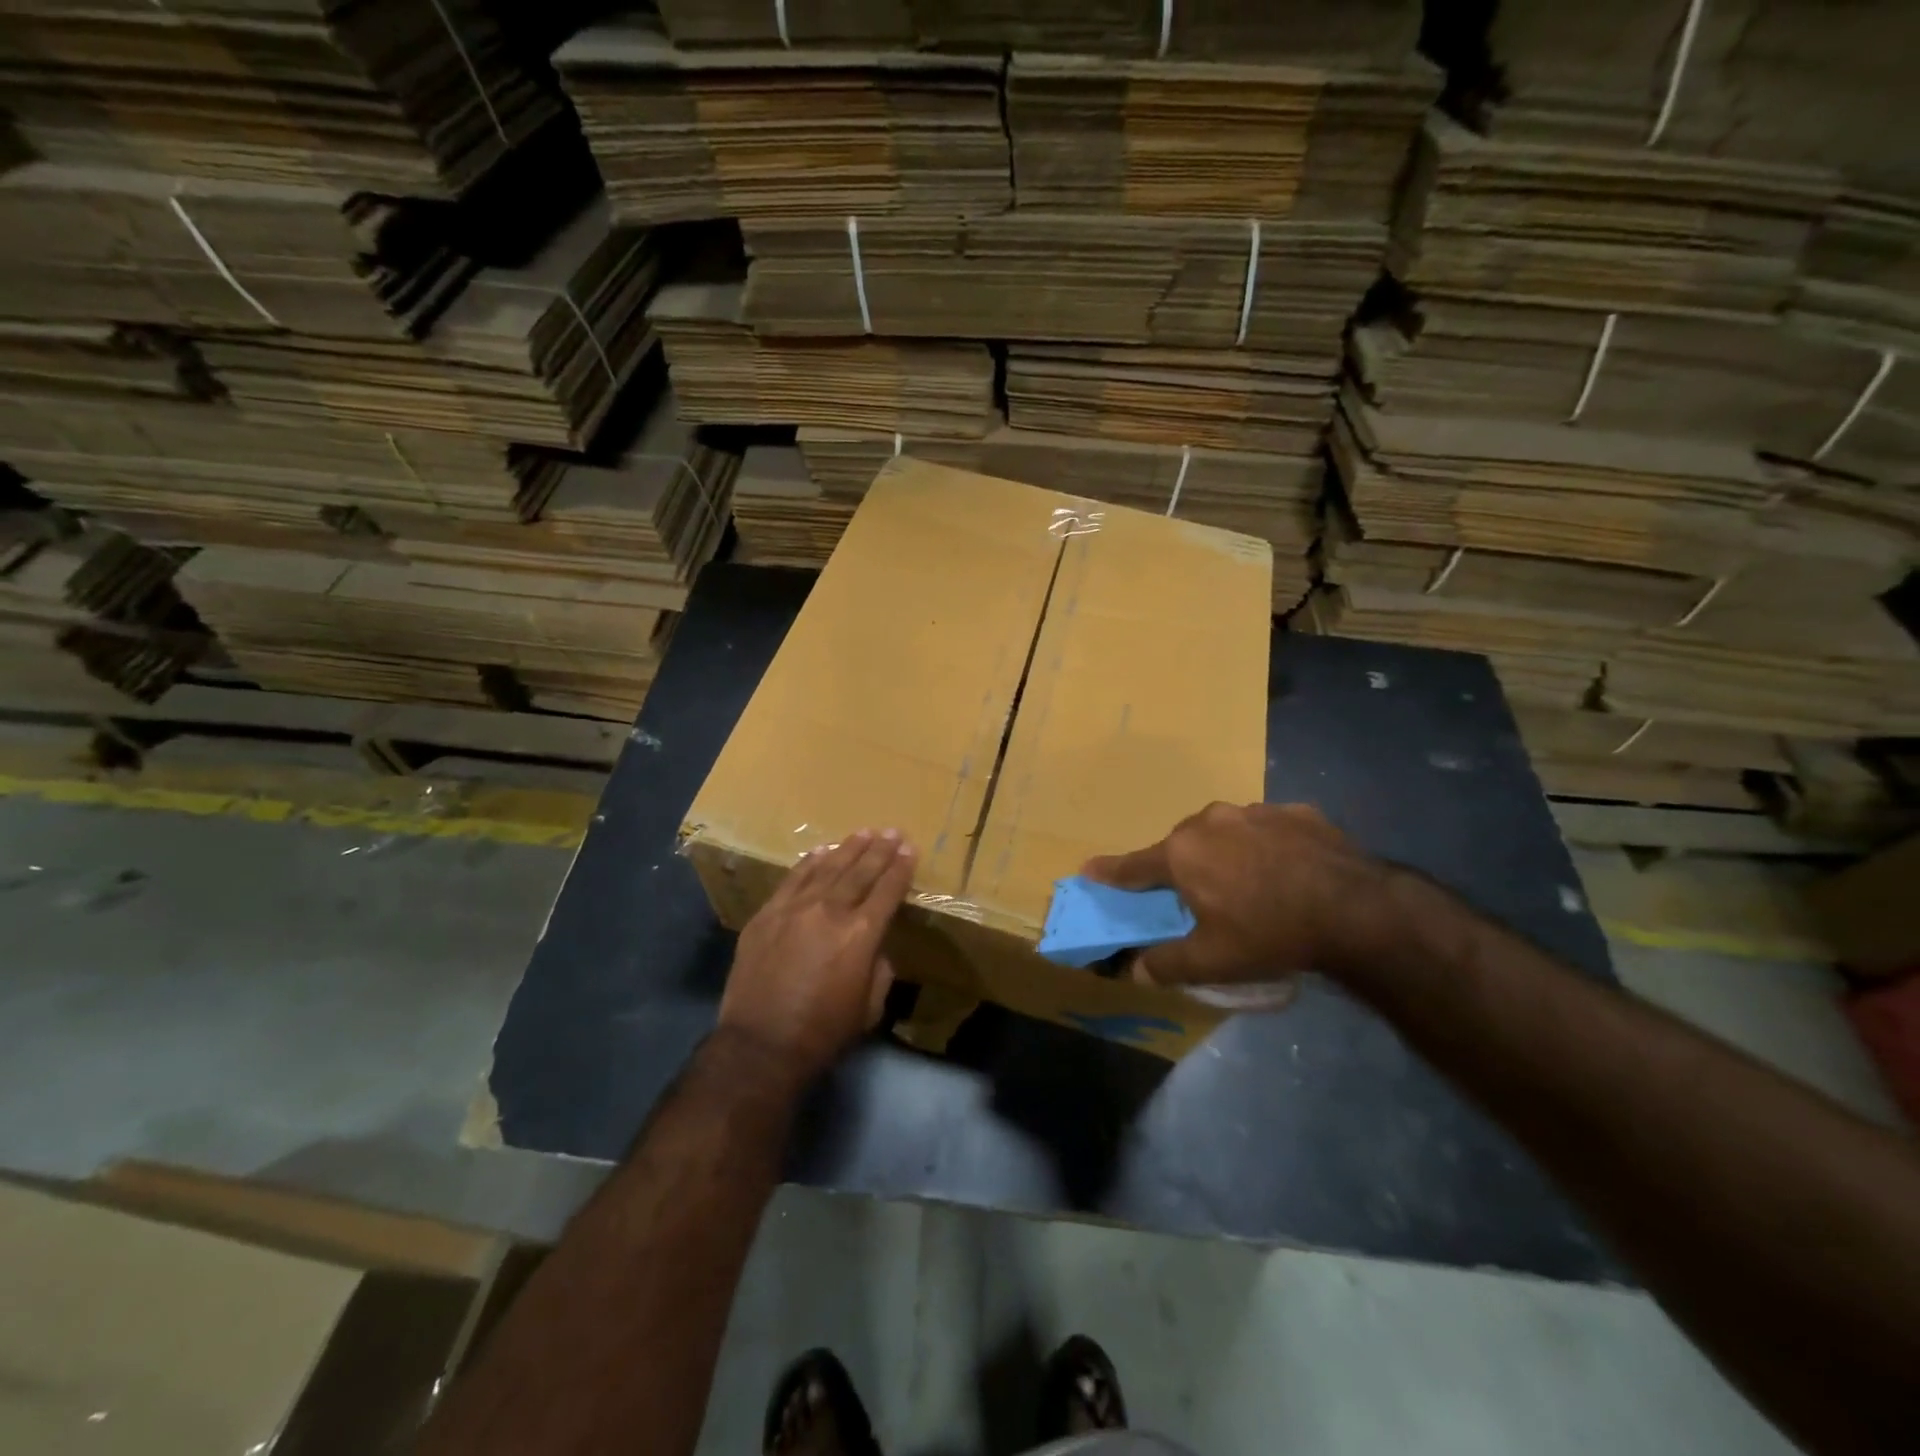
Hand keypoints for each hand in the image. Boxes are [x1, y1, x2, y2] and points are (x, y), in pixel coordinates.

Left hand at [718, 828, 916, 1084]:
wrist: (761, 1045)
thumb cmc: (824, 1032)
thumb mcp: (870, 1006)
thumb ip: (879, 968)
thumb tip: (875, 946)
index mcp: (861, 934)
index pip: (888, 890)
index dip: (901, 868)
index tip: (909, 849)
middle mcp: (830, 911)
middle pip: (860, 871)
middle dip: (879, 850)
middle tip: (891, 832)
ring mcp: (794, 908)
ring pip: (827, 868)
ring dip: (847, 848)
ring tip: (863, 833)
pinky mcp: (767, 914)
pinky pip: (793, 879)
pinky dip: (809, 862)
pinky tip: (821, 851)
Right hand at [1082, 802, 1390, 985]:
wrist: (1356, 910)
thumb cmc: (1269, 933)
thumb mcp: (1212, 961)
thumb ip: (1166, 964)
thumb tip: (1135, 971)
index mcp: (1182, 853)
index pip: (1134, 866)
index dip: (1110, 872)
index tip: (1089, 869)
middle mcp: (1210, 821)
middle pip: (1183, 845)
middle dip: (1183, 867)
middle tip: (1199, 897)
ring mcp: (1256, 811)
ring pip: (1226, 832)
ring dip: (1227, 853)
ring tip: (1251, 884)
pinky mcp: (1296, 812)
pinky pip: (1268, 829)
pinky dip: (1268, 846)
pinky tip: (1290, 872)